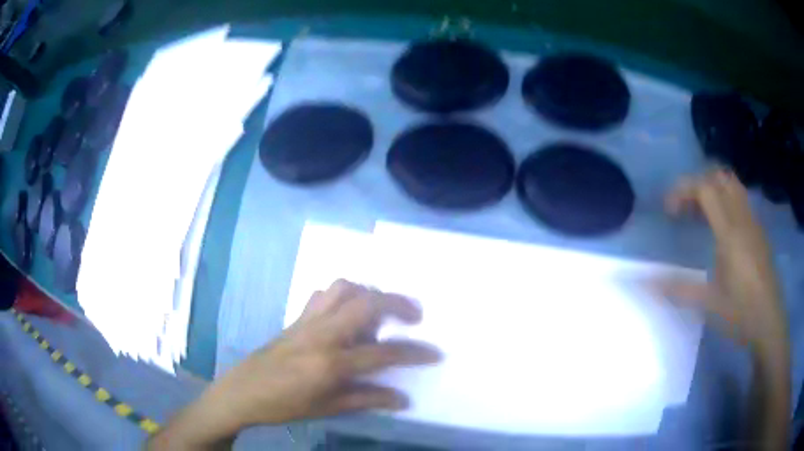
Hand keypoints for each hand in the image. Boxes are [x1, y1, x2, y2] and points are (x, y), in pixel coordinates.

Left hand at [204, 280, 440, 427]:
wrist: (243, 391)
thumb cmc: (285, 405)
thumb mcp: (328, 408)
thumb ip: (367, 399)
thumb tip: (403, 399)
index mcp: (330, 362)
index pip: (383, 353)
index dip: (413, 353)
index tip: (435, 353)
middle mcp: (321, 333)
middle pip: (367, 303)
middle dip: (398, 303)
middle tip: (414, 315)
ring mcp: (307, 321)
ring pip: (344, 287)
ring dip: (368, 293)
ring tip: (379, 312)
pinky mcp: (297, 317)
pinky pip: (324, 294)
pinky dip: (343, 295)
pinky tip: (346, 314)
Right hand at [655, 169, 785, 351]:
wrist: (770, 322)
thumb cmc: (741, 313)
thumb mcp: (709, 304)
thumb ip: (678, 289)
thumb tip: (644, 285)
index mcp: (730, 232)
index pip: (705, 188)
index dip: (683, 190)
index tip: (669, 212)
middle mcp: (742, 218)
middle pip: (719, 177)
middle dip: (697, 184)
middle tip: (684, 209)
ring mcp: (753, 221)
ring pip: (732, 184)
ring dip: (712, 189)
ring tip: (699, 214)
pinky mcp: (758, 230)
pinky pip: (740, 199)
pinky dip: (725, 200)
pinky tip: (719, 228)